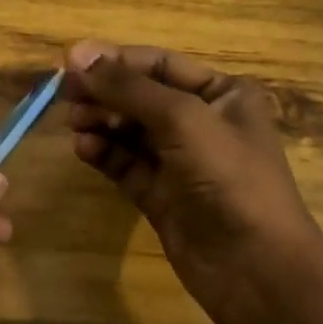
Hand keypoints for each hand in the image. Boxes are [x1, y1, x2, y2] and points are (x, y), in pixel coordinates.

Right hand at [64, 40, 322, 323]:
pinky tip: (84, 149)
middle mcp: (203, 122)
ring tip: (75, 123)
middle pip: (141, 96)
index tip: (69, 61)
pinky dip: (104, 153)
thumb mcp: (182, 119)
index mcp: (223, 94)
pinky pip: (126, 164)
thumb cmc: (230, 178)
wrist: (257, 269)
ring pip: (129, 130)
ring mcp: (181, 161)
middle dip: (104, 92)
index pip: (160, 64)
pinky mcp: (161, 195)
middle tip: (65, 94)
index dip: (115, 60)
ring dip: (101, 121)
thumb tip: (78, 54)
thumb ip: (128, 87)